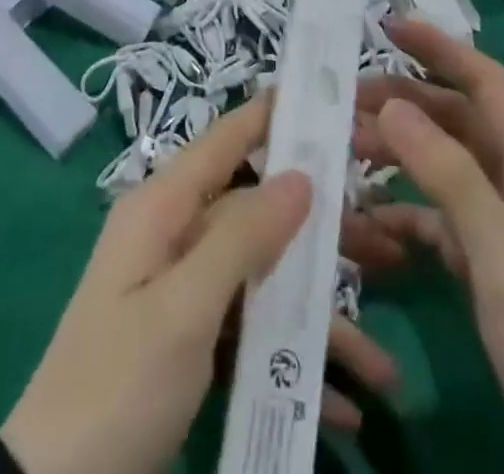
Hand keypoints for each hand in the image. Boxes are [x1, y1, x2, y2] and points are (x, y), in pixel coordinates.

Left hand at [1, 96, 399, 473]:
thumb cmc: (117, 383)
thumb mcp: (183, 310)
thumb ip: (241, 237)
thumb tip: (300, 174)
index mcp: (162, 207)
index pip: (226, 139)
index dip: (273, 115)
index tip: (327, 98)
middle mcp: (175, 235)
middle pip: (259, 215)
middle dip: (321, 237)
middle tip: (386, 248)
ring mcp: (183, 290)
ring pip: (263, 278)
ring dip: (317, 319)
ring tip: (383, 362)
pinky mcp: (189, 339)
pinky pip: (250, 331)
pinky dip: (289, 361)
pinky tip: (340, 405)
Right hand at [348, 20, 503, 473]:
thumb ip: (452, 179)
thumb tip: (395, 104)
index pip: (488, 87)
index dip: (441, 49)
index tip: (388, 25)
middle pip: (460, 123)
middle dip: (406, 103)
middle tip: (345, 100)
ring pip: (445, 171)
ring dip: (399, 157)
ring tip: (345, 153)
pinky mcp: (494, 274)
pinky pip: (441, 225)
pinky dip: (405, 217)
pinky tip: (368, 227)